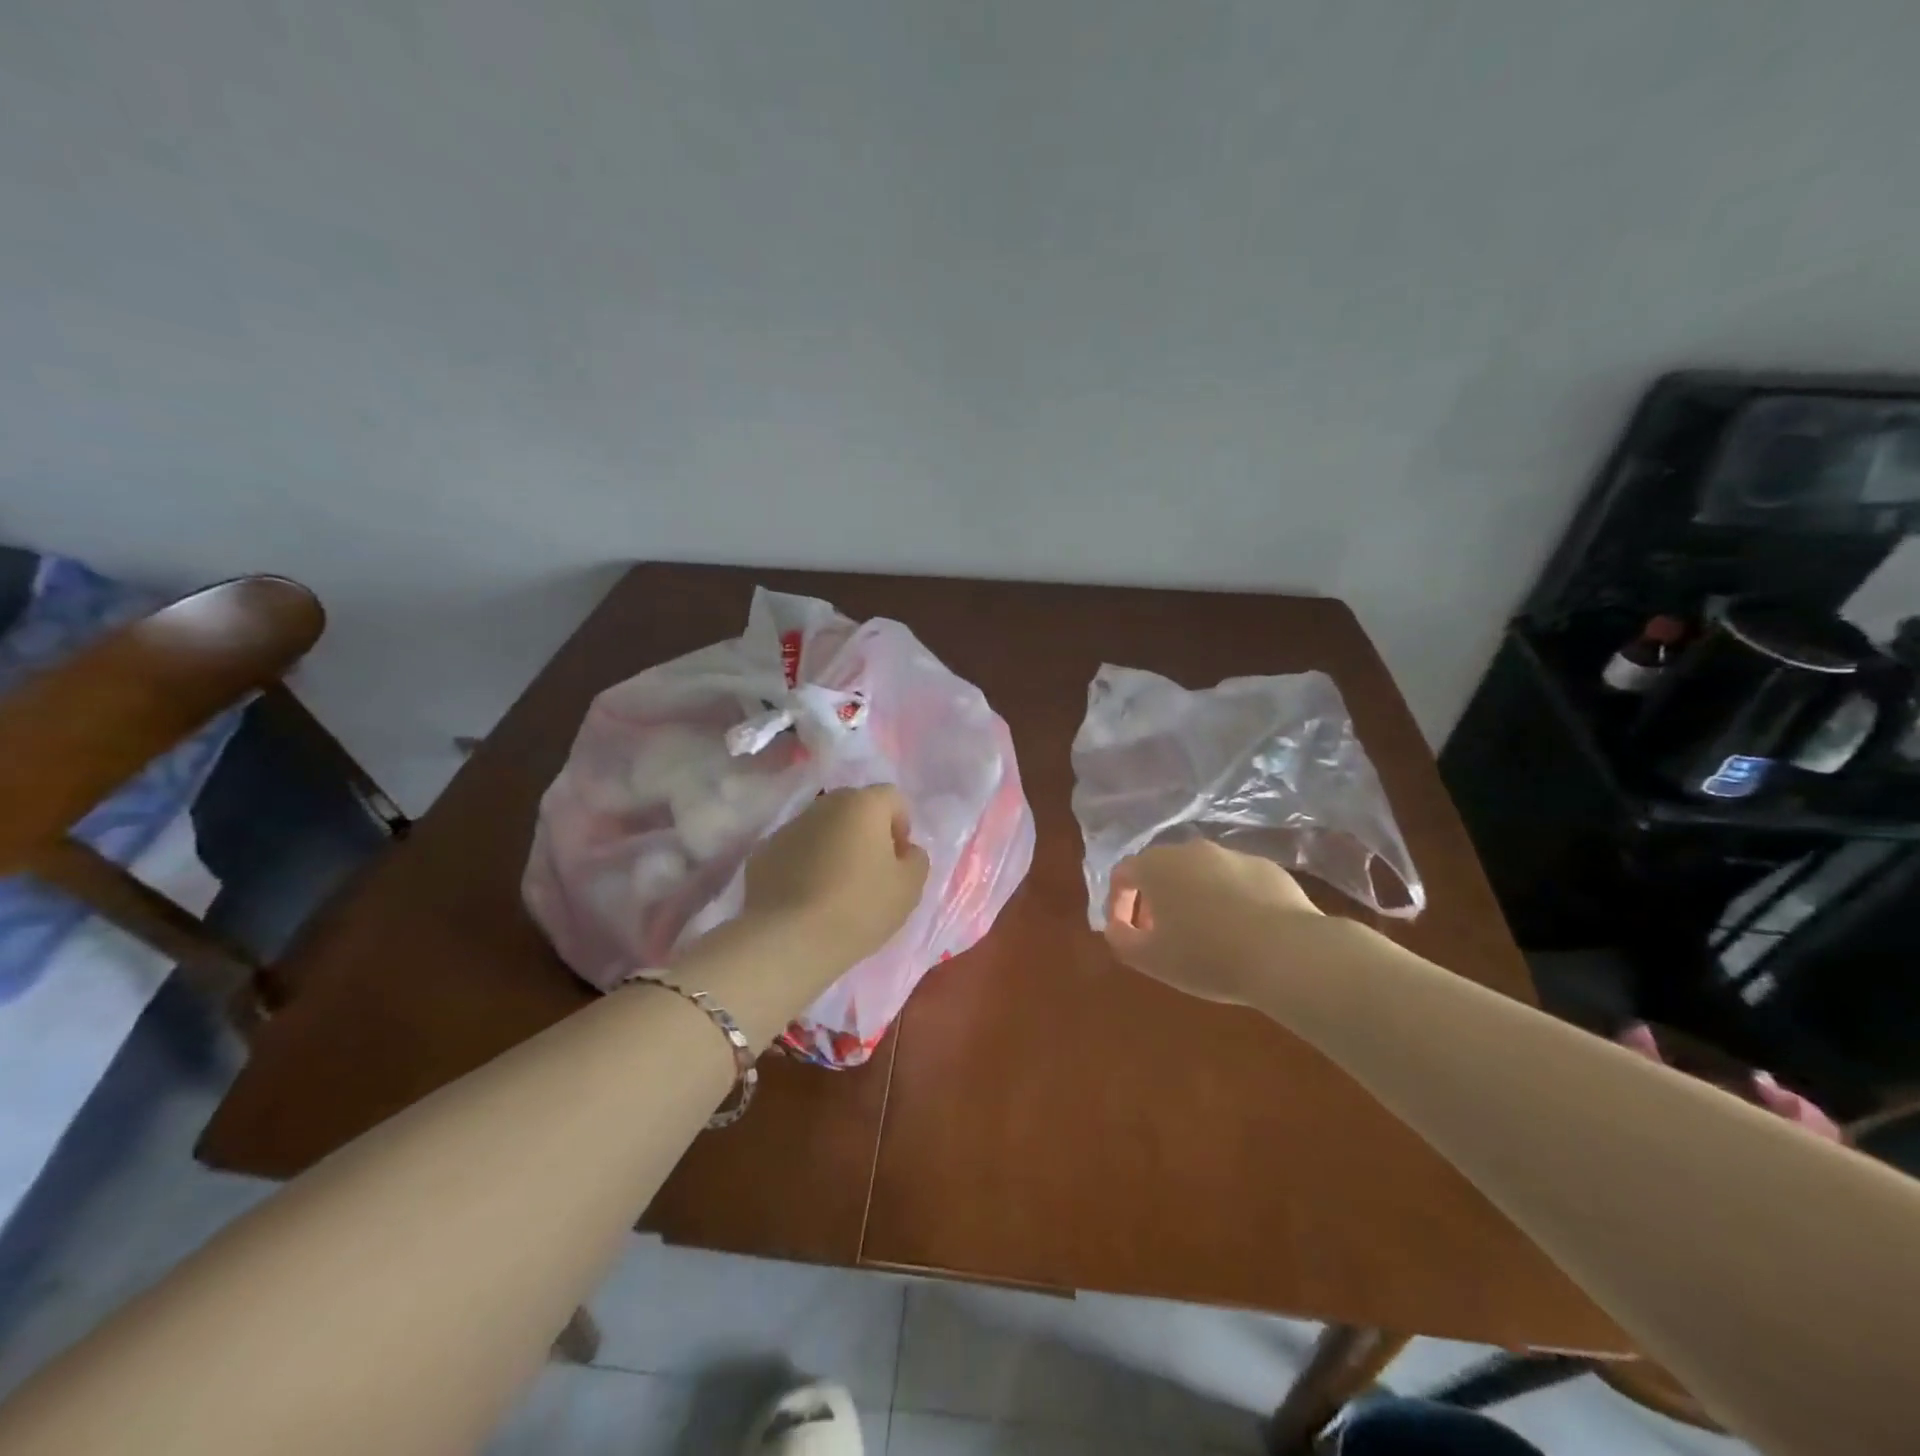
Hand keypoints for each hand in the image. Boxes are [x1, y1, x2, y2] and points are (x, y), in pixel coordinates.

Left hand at [740, 786, 929, 968]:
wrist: (787, 939)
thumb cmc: (858, 907)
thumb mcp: (909, 888)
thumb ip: (916, 859)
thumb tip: (905, 850)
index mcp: (862, 804)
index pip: (893, 798)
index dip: (902, 826)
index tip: (898, 860)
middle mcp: (824, 805)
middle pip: (854, 809)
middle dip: (867, 833)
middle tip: (871, 873)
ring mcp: (788, 827)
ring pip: (822, 829)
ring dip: (834, 848)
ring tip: (836, 889)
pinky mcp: (762, 853)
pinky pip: (795, 851)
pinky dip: (805, 865)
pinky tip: (807, 899)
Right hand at [1104, 840, 1320, 1004]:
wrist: (1287, 953)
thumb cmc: (1206, 956)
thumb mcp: (1150, 959)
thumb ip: (1120, 939)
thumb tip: (1116, 926)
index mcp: (1156, 866)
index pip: (1123, 874)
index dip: (1118, 903)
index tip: (1127, 932)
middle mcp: (1191, 850)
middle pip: (1162, 869)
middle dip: (1155, 900)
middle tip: (1161, 934)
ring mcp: (1232, 855)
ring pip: (1201, 873)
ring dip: (1193, 897)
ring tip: (1204, 935)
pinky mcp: (1268, 868)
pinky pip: (1236, 881)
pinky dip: (1229, 899)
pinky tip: (1241, 932)